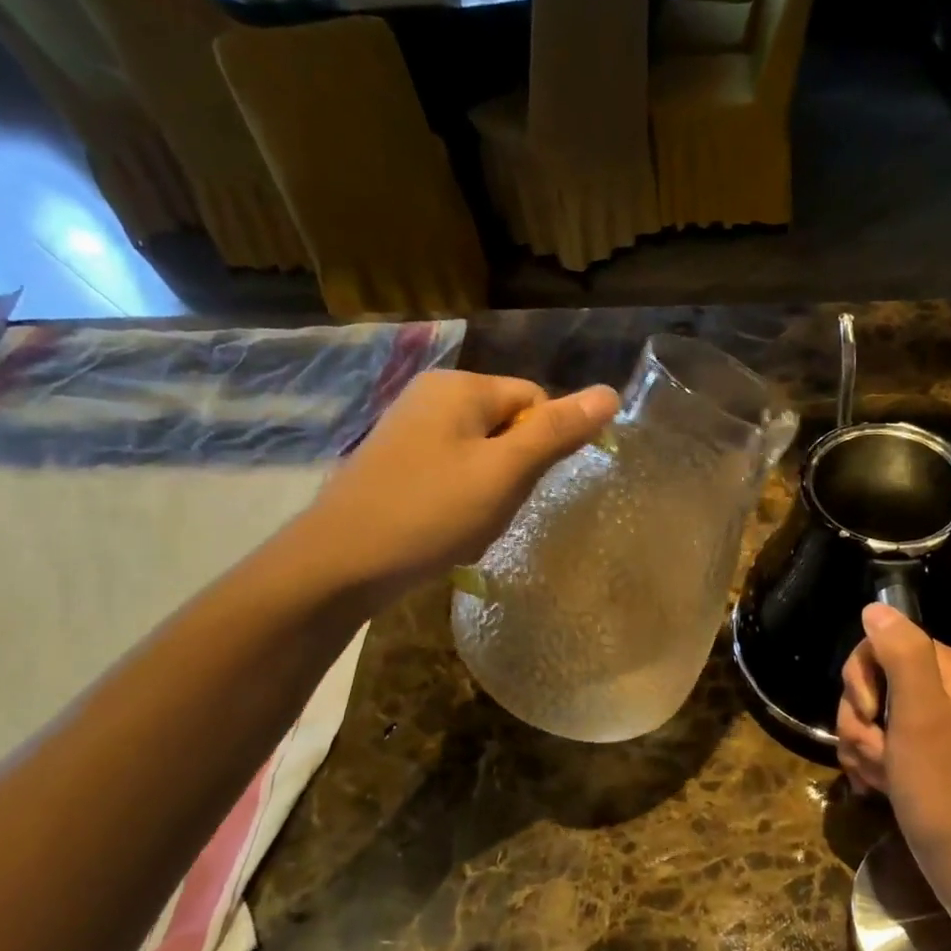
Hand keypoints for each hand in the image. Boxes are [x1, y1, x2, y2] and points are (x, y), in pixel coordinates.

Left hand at [297, 369, 618, 596]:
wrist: (340, 563)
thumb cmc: (431, 512)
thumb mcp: (504, 472)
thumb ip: (558, 431)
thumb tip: (610, 393)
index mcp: (460, 387)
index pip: (535, 400)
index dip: (543, 445)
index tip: (523, 486)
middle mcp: (432, 396)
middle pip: (508, 426)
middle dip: (514, 471)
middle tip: (494, 509)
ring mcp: (409, 429)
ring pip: (482, 455)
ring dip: (490, 491)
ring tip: (469, 524)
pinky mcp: (397, 462)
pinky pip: (453, 472)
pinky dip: (461, 500)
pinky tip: (447, 529)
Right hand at [838, 604, 950, 887]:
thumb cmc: (944, 787)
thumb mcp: (921, 714)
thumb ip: (901, 654)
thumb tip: (876, 607)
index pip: (884, 643)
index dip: (862, 677)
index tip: (870, 712)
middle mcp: (946, 691)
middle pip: (872, 680)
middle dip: (861, 719)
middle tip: (877, 752)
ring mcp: (932, 725)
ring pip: (869, 715)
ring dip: (862, 746)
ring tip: (880, 776)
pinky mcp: (920, 755)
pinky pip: (878, 742)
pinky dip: (870, 763)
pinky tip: (878, 787)